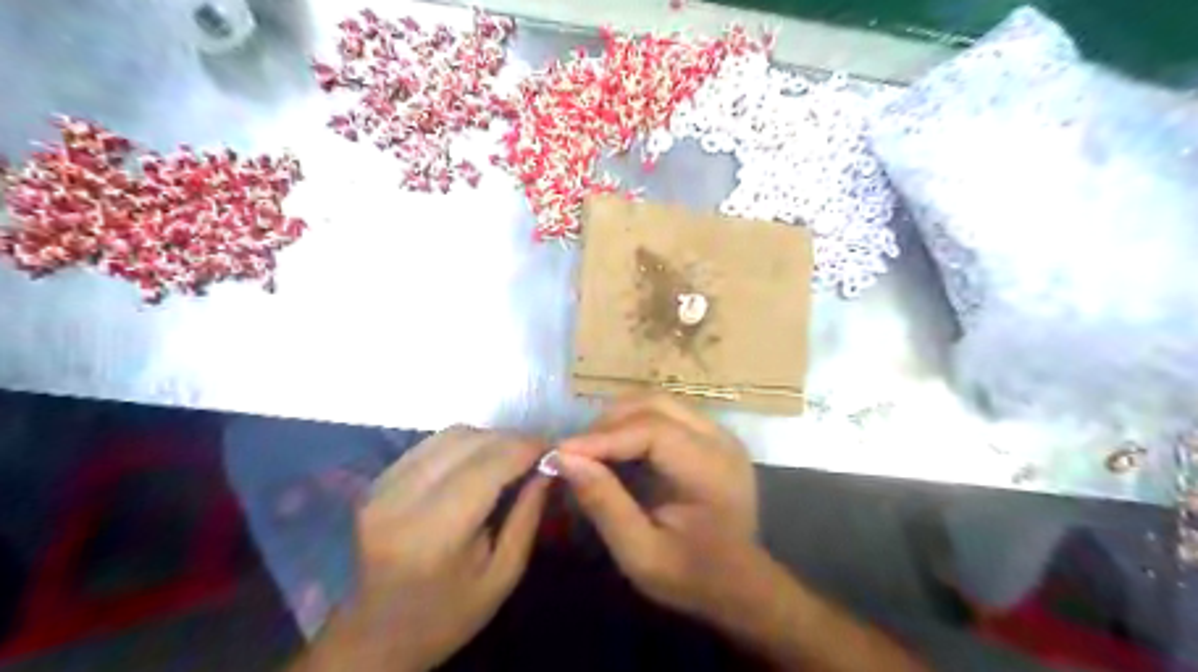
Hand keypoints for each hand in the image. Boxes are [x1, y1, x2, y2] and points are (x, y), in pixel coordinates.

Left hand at [301, 428, 544, 671]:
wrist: (375, 637)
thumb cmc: (448, 615)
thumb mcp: (504, 575)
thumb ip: (528, 515)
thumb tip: (549, 465)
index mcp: (435, 532)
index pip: (491, 463)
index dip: (527, 446)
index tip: (554, 448)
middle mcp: (402, 499)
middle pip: (469, 441)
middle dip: (511, 439)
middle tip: (537, 452)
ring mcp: (382, 487)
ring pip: (450, 435)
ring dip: (488, 438)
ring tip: (511, 455)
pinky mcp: (376, 482)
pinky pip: (430, 444)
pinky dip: (463, 444)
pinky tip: (478, 462)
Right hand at [555, 395, 756, 619]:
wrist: (739, 584)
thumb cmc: (691, 576)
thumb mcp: (640, 554)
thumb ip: (605, 504)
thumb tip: (564, 459)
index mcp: (712, 470)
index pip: (653, 431)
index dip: (604, 436)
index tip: (561, 452)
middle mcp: (720, 439)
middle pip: (656, 404)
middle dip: (608, 422)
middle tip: (575, 451)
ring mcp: (718, 432)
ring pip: (658, 402)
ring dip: (619, 419)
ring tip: (591, 448)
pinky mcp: (709, 435)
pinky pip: (665, 413)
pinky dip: (632, 423)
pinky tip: (614, 448)